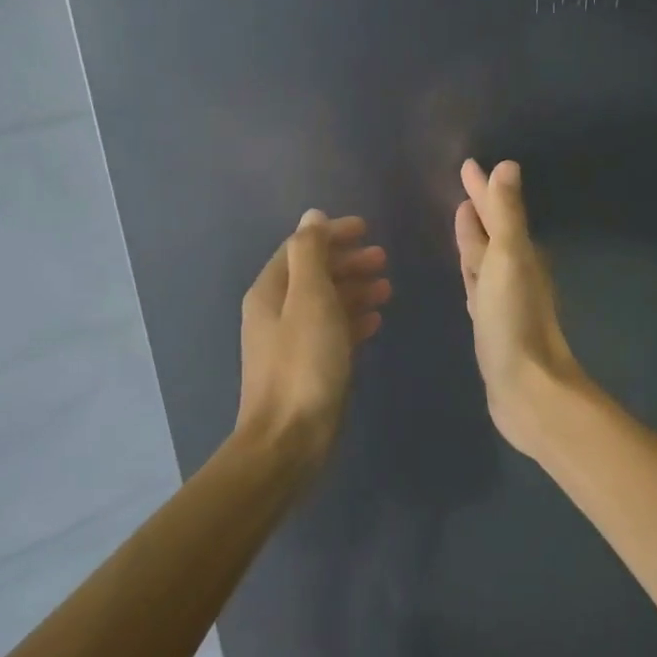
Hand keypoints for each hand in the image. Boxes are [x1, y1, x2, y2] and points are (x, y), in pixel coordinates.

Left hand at [237, 211, 390, 472]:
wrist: (289, 440)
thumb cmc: (304, 364)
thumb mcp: (310, 299)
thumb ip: (311, 254)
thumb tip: (312, 216)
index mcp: (270, 291)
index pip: (301, 249)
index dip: (332, 235)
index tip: (367, 229)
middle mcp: (275, 312)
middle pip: (313, 274)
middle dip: (347, 262)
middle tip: (383, 259)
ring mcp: (290, 342)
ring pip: (325, 303)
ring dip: (354, 290)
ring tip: (387, 288)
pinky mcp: (306, 368)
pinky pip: (331, 331)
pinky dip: (352, 320)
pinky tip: (375, 321)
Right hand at [454, 160, 588, 455]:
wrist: (526, 387)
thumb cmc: (514, 320)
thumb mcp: (509, 260)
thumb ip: (508, 215)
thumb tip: (508, 166)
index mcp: (520, 254)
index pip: (498, 211)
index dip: (483, 188)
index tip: (468, 165)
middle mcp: (515, 272)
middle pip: (493, 232)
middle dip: (480, 208)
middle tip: (463, 186)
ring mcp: (502, 299)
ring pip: (485, 258)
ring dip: (474, 238)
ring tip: (461, 218)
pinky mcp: (491, 323)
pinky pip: (478, 285)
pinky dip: (471, 272)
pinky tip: (466, 273)